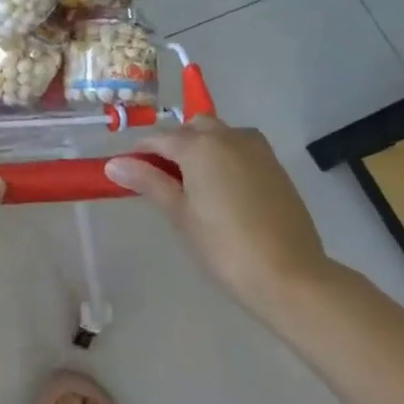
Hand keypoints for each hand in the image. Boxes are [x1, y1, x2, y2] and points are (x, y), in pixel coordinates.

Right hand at [106, 117, 333, 318]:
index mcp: (200, 145)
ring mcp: (257, 150)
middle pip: (192, 128)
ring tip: (191, 183)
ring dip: (201, 147)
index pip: (159, 139)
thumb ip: (148, 182)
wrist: (289, 275)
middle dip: (173, 145)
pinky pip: (241, 150)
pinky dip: (224, 158)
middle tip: (160, 178)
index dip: (138, 153)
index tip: (124, 171)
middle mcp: (229, 137)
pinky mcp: (275, 167)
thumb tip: (114, 164)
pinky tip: (221, 190)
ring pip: (220, 135)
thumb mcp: (179, 213)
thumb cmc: (223, 245)